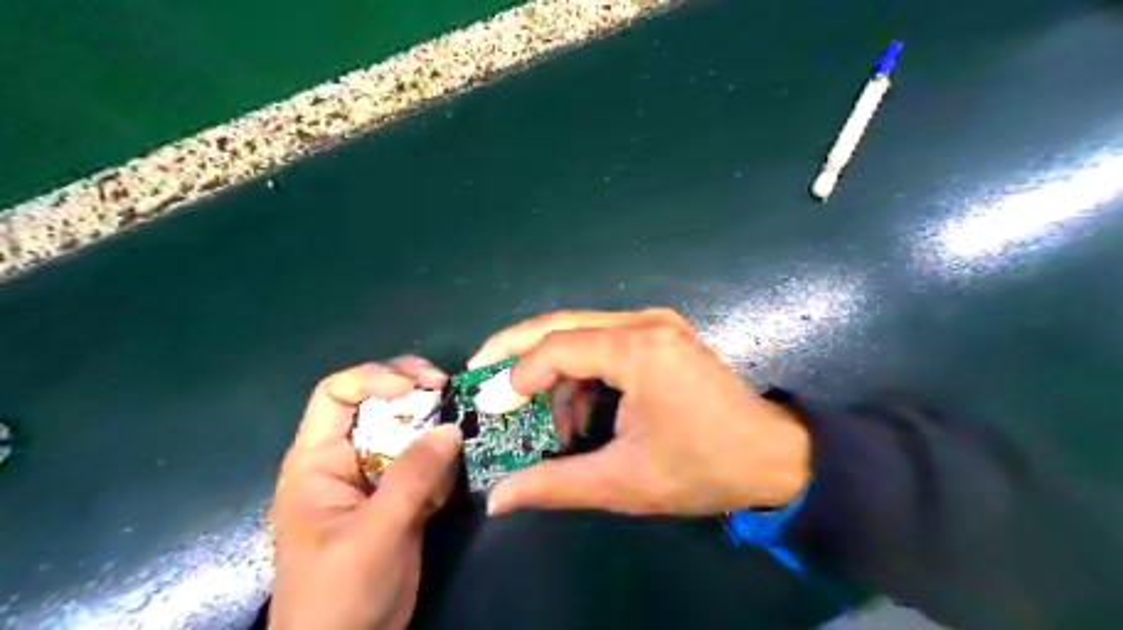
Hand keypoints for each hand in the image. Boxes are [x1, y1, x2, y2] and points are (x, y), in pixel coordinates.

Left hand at [268, 357, 462, 629]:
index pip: (337, 394)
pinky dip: (445, 460)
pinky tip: (455, 477)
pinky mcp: (402, 494)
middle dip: (414, 391)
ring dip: (436, 425)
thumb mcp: (372, 535)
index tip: (417, 387)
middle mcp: (348, 458)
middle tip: (448, 390)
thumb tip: (451, 428)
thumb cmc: (337, 595)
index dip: (374, 378)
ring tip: (461, 434)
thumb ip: (411, 479)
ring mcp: (378, 475)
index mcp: (318, 461)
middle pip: (378, 402)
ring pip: (409, 429)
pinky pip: (427, 460)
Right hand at [470, 308, 812, 515]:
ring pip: (581, 332)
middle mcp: (645, 323)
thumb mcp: (624, 482)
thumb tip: (498, 498)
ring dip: (555, 371)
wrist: (774, 456)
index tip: (493, 406)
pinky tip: (582, 411)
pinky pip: (604, 341)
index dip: (518, 375)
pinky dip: (582, 372)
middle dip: (517, 349)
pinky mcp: (661, 334)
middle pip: (562, 322)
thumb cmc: (703, 468)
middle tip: (484, 375)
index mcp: (639, 351)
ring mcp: (656, 324)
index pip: (557, 346)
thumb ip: (555, 484)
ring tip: (548, 421)